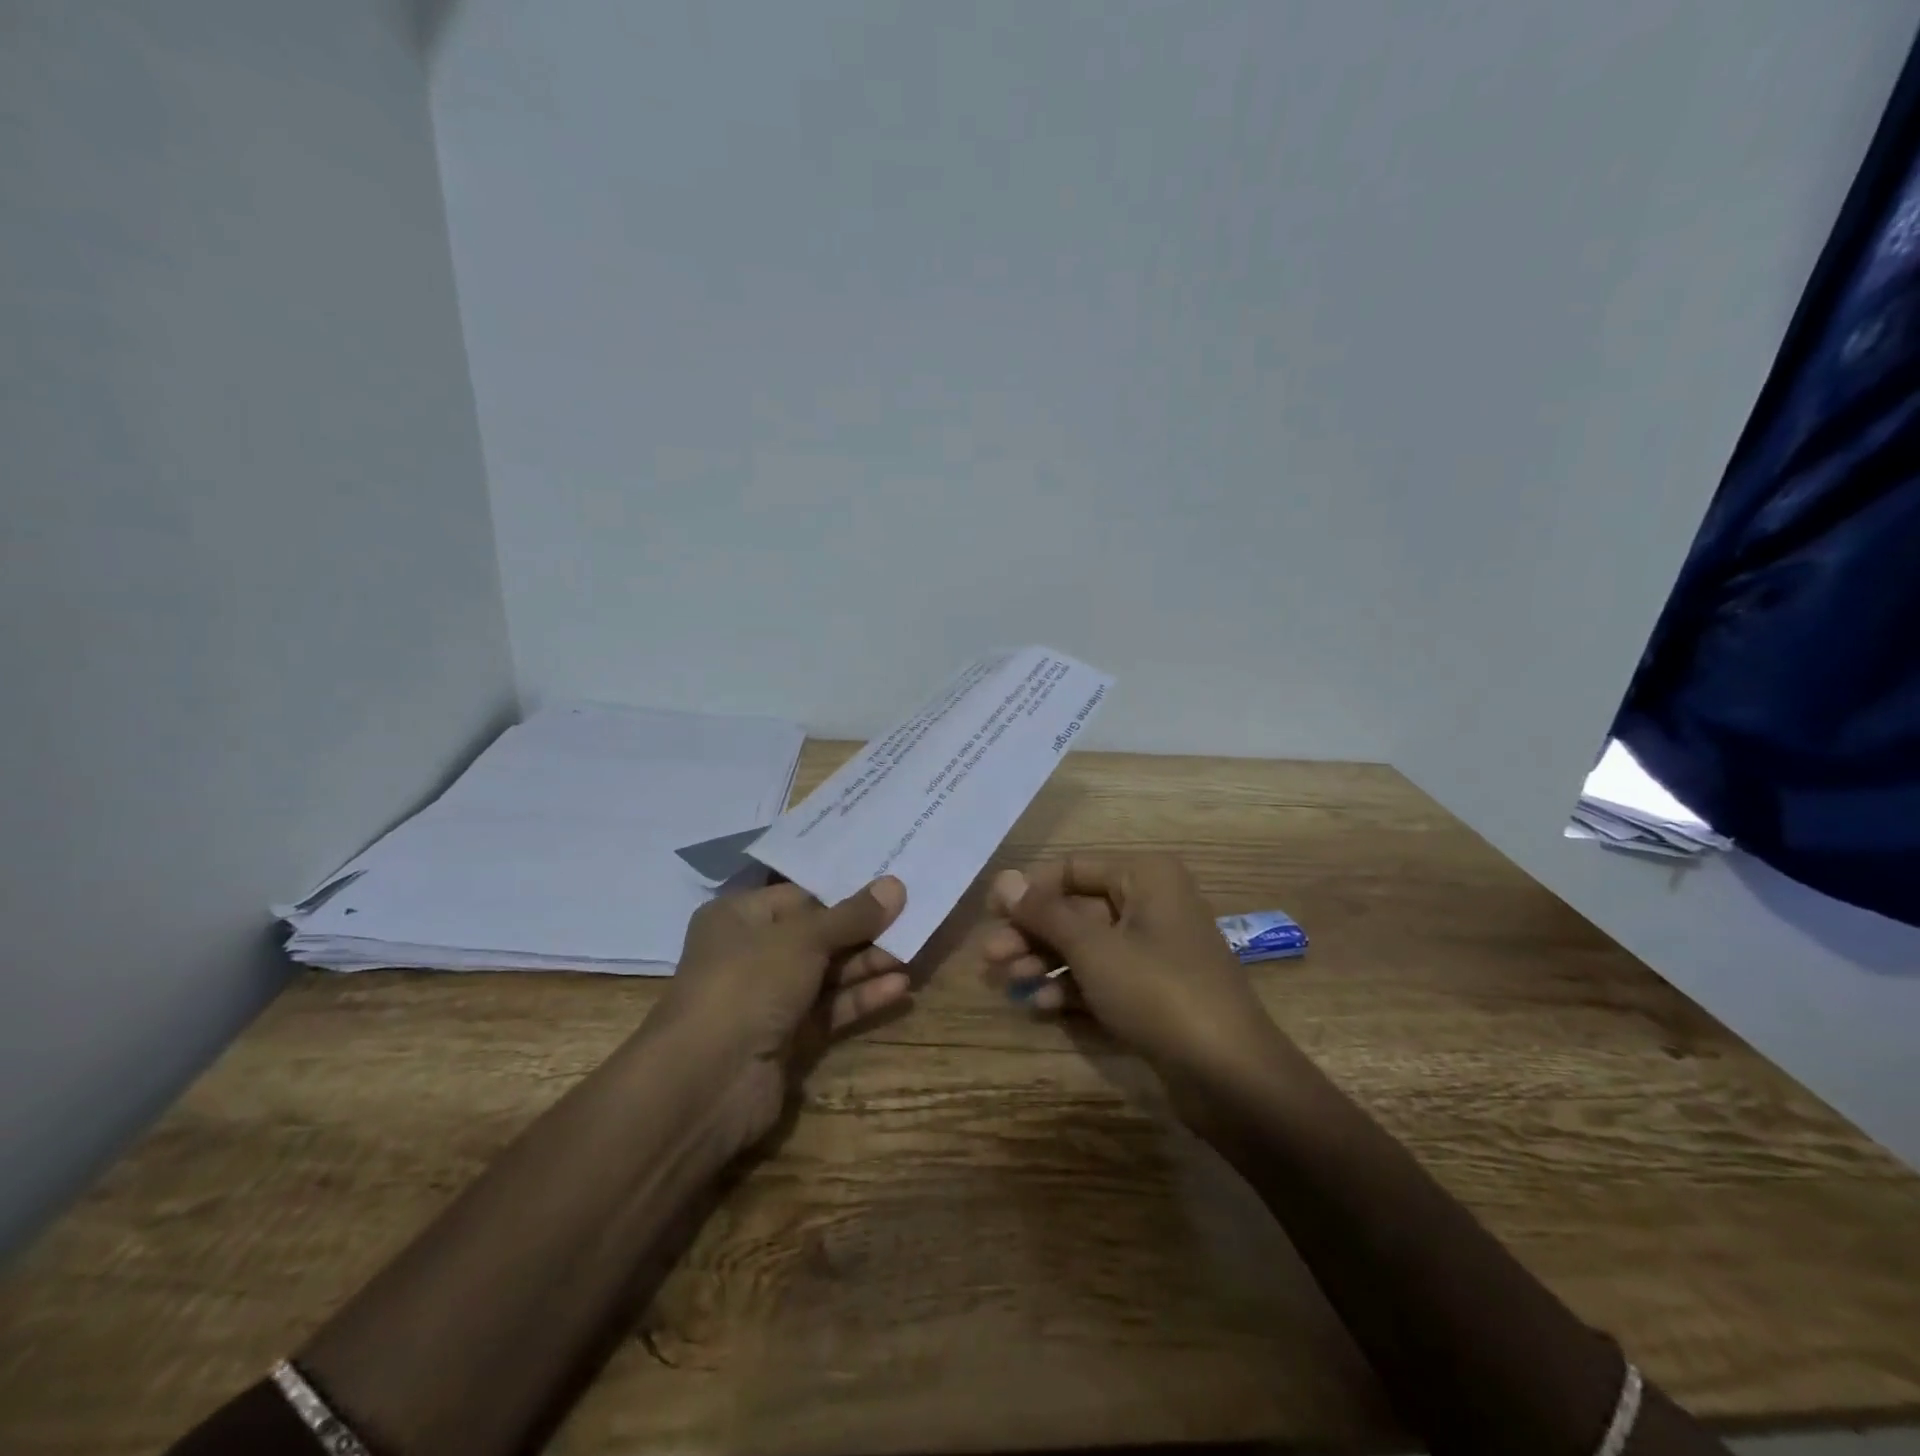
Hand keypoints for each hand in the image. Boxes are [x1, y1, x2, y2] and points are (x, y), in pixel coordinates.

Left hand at [651, 877, 908, 1147]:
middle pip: (818, 934)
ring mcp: (769, 998)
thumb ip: (852, 915)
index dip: (844, 890)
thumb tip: (895, 885)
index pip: (800, 895)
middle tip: (912, 916)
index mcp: (740, 917)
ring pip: (827, 973)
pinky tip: (899, 987)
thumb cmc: (748, 984)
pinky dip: (861, 997)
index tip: (889, 884)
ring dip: (867, 963)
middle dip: (863, 929)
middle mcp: (752, 953)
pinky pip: (830, 1008)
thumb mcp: (803, 939)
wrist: (707, 1082)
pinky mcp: (787, 1038)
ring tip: (912, 951)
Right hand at [981, 854, 1282, 1089]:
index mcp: (1144, 877)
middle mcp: (1151, 904)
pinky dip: (1072, 989)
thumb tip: (1003, 879)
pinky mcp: (1154, 992)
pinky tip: (1042, 1008)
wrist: (1232, 1077)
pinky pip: (1103, 978)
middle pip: (1075, 909)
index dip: (1029, 891)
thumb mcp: (1093, 948)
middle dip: (1032, 934)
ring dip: (1045, 963)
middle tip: (990, 958)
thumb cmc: (1159, 993)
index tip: (991, 915)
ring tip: (1009, 984)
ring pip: (1086, 946)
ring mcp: (1154, 951)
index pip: (1071, 869)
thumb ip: (1045, 913)